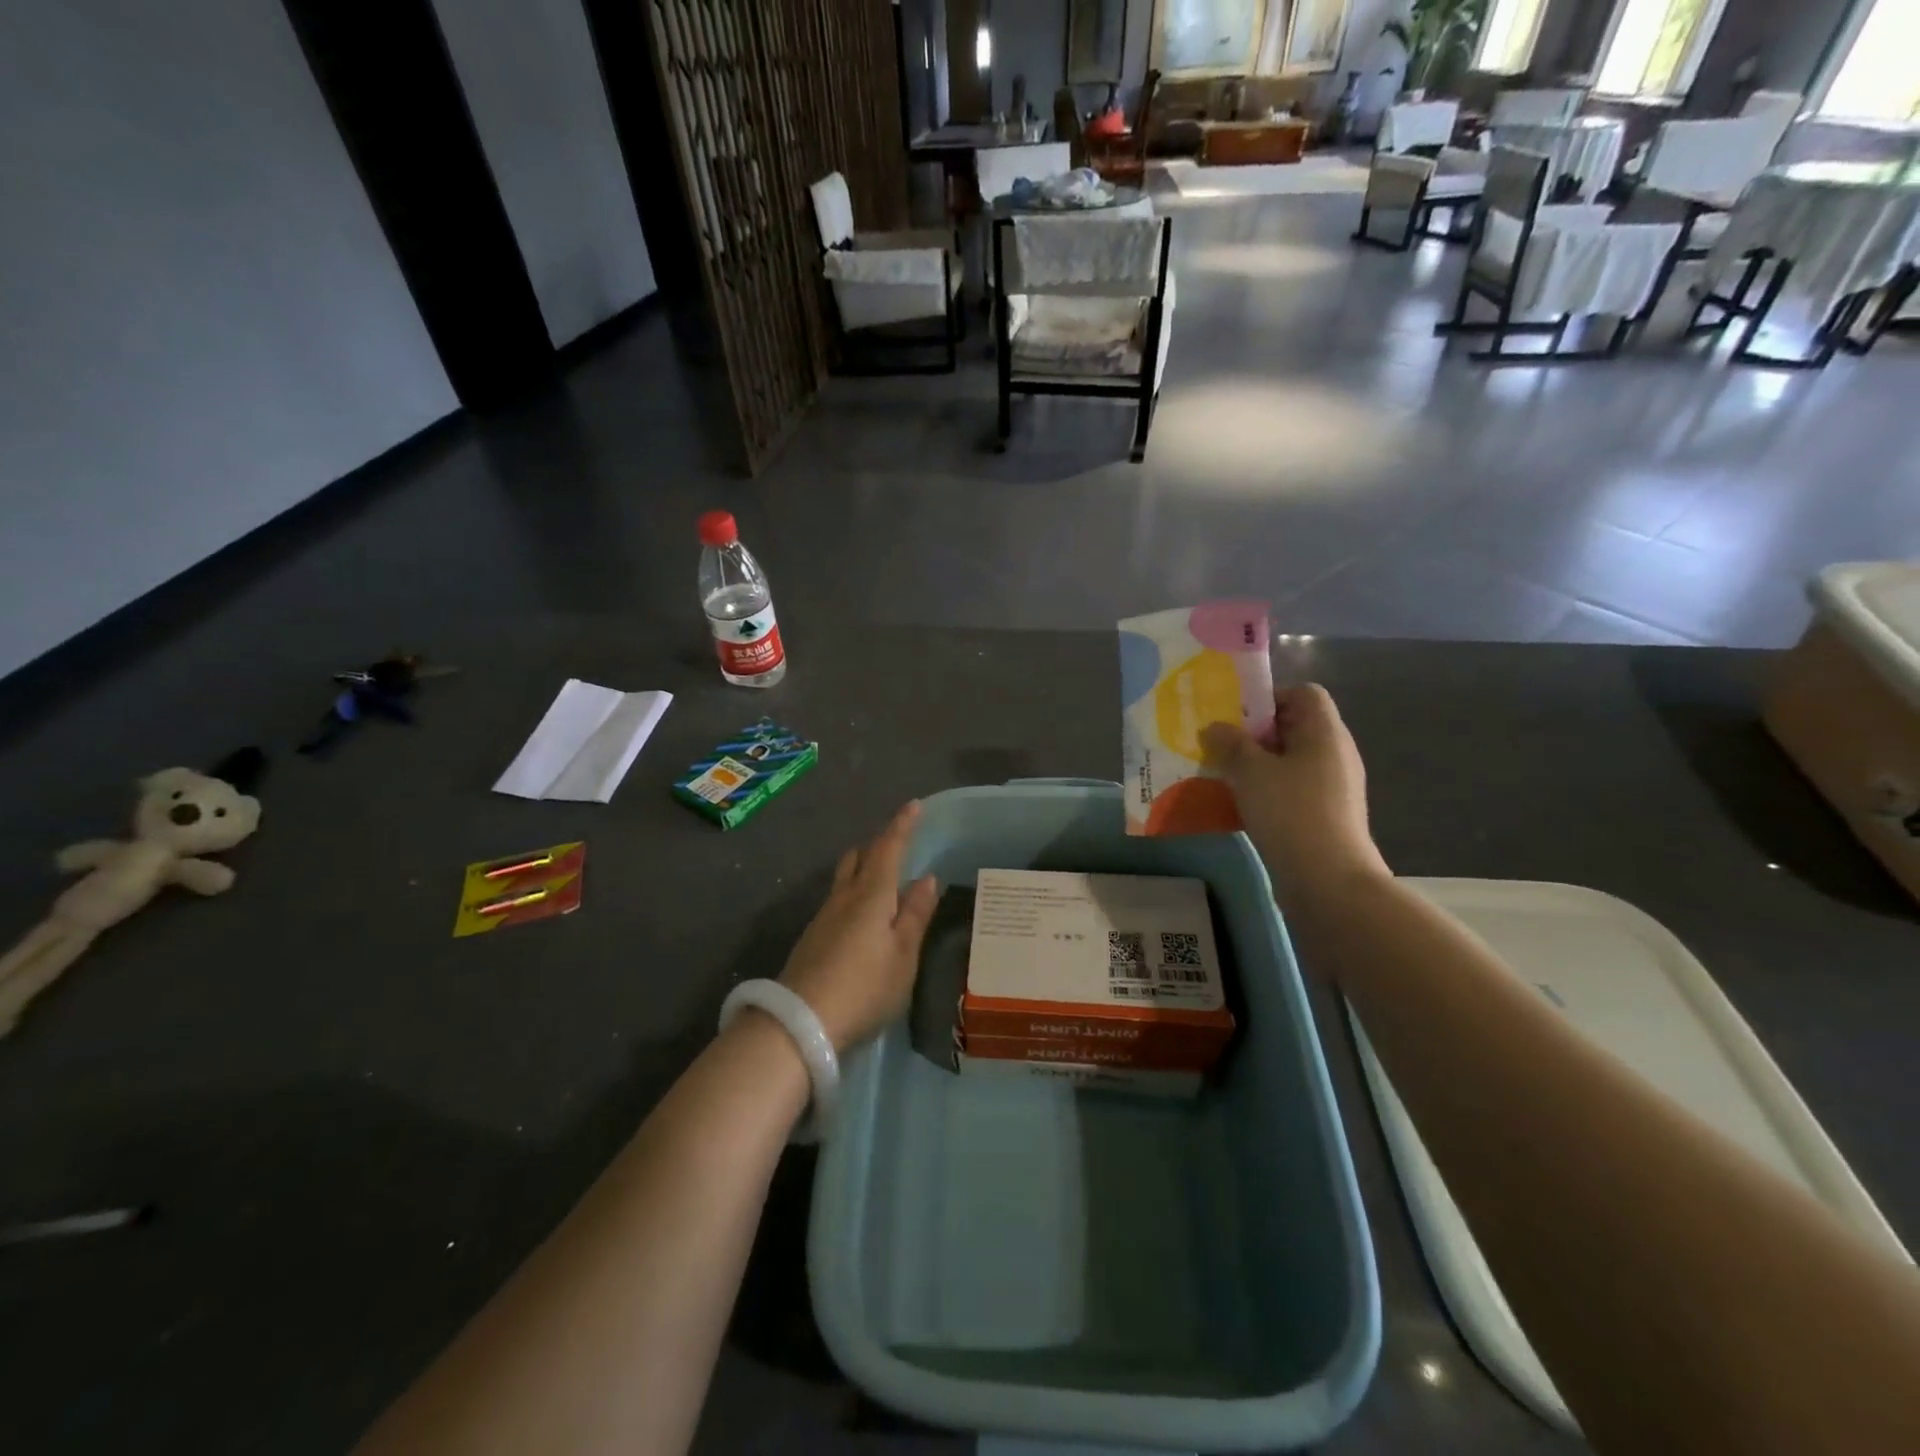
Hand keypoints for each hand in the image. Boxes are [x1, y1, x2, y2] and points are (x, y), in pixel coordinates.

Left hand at [779, 803, 939, 1052]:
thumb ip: (915, 914)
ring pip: (845, 877)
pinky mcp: (813, 938)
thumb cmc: (864, 986)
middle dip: (879, 843)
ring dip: (864, 867)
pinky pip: (838, 899)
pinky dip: (854, 891)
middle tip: (899, 842)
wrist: (799, 1023)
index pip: (889, 848)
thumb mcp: (903, 954)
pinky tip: (863, 914)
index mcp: (871, 894)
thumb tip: (927, 878)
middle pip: (859, 857)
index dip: (902, 825)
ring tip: (883, 876)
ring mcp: (823, 917)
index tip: (914, 805)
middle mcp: (844, 897)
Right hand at [1200, 684, 1389, 901]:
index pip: (1304, 693)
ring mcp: (1331, 788)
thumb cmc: (1291, 812)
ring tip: (1221, 776)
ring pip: (1288, 762)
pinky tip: (1238, 807)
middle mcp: (1334, 754)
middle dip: (1253, 734)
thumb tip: (1215, 727)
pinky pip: (1290, 790)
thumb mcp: (1250, 771)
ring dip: (1255, 765)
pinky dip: (1265, 792)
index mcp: (1325, 733)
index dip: (1269, 697)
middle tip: (1218, 746)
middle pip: (1293, 727)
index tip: (1235, 717)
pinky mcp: (1323, 816)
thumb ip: (1230, 744)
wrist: (1328, 881)